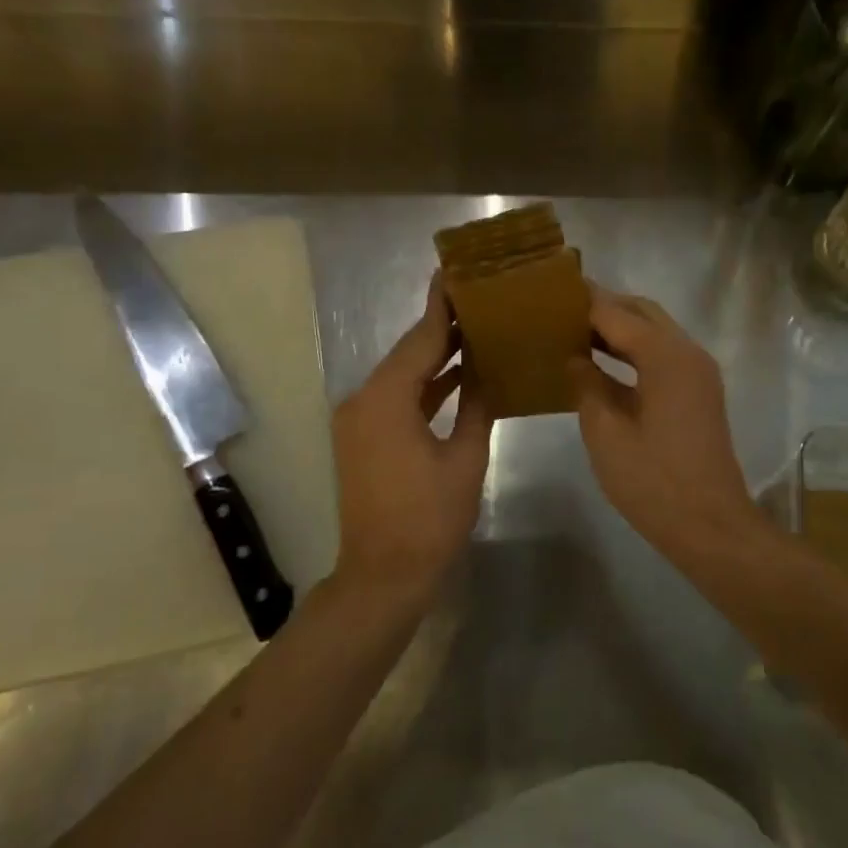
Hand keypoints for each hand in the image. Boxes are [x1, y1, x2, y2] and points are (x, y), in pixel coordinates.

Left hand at [331, 277, 492, 601]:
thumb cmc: (429, 518)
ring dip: (434, 357)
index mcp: (386, 399)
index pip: (420, 340)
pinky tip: (455, 374)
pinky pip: (396, 398)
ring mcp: (359, 420)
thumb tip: (488, 370)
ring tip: (474, 328)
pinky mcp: (363, 437)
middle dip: (442, 327)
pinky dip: (423, 386)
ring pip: (402, 376)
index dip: (442, 307)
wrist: (383, 575)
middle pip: (408, 353)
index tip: (457, 273)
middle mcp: (363, 400)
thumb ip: (476, 406)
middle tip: (478, 297)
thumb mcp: (464, 459)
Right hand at [567, 286, 764, 563]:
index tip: (549, 291)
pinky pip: (661, 355)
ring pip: (654, 332)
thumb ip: (587, 385)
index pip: (617, 313)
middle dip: (603, 306)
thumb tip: (574, 358)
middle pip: (641, 313)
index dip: (583, 301)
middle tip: (560, 308)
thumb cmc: (653, 481)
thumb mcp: (606, 432)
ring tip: (572, 329)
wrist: (709, 525)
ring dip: (618, 327)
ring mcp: (697, 373)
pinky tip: (600, 361)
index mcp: (666, 357)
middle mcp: (688, 353)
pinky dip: (632, 350)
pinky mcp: (697, 393)